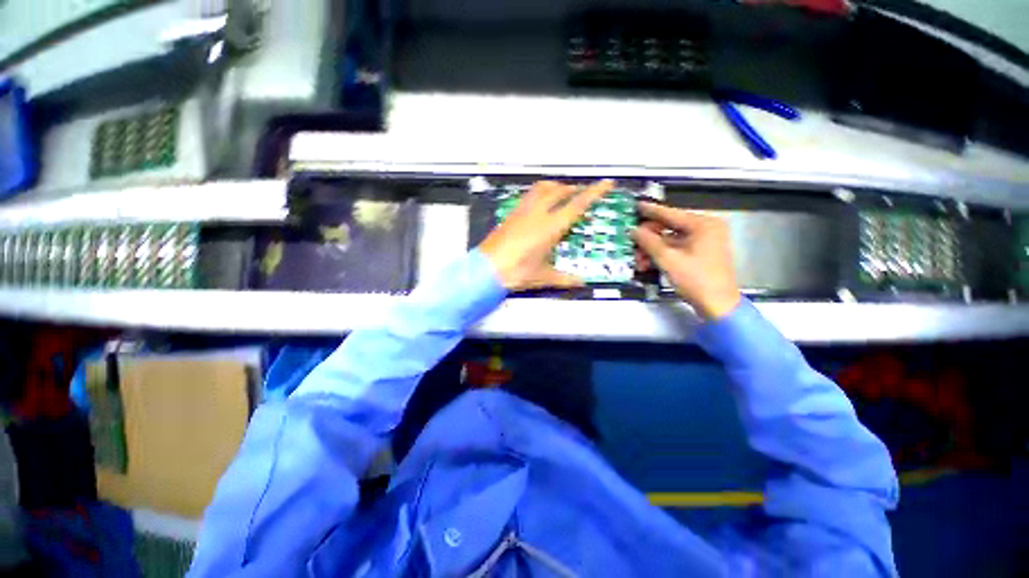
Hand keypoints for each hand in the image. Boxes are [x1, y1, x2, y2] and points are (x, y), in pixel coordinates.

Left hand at [479, 180, 613, 290]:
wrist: (485, 269)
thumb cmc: (516, 272)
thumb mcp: (543, 277)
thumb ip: (564, 279)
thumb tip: (581, 283)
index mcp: (550, 227)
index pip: (577, 205)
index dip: (594, 193)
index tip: (607, 183)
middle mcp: (537, 213)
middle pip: (560, 191)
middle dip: (574, 189)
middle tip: (583, 194)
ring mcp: (522, 211)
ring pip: (542, 188)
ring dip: (556, 187)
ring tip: (562, 193)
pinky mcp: (510, 214)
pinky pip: (529, 195)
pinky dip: (540, 193)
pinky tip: (539, 204)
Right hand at [632, 202, 741, 319]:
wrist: (718, 305)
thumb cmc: (696, 279)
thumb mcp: (668, 259)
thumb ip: (649, 242)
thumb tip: (633, 230)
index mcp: (703, 225)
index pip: (671, 214)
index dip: (651, 211)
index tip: (636, 205)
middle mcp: (705, 229)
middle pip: (669, 228)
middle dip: (648, 238)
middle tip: (632, 243)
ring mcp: (704, 242)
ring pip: (670, 240)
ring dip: (652, 249)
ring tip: (638, 260)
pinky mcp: (700, 254)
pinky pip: (676, 249)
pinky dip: (661, 255)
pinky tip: (647, 264)